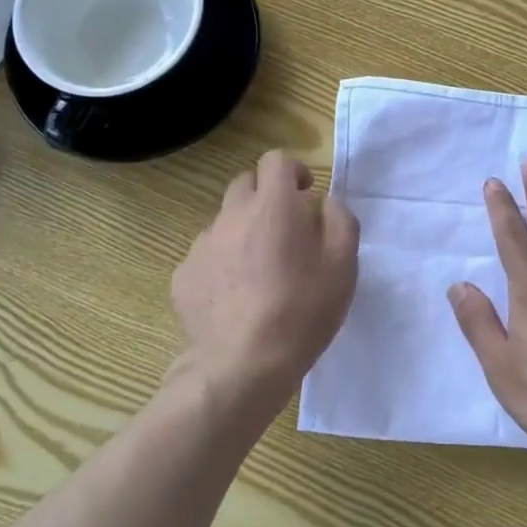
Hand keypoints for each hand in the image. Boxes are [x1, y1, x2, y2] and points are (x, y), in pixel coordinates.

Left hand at [170, 151, 359, 414]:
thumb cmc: (302, 311)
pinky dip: (222, 263)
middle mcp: (232, 215)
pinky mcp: (184, 276)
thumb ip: (340, 220)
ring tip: (260, 269)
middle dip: (266, 195)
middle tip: (285, 228)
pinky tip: (235, 296)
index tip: (305, 194)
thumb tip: (324, 203)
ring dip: (243, 230)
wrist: (242, 366)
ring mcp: (202, 245)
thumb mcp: (343, 265)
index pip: (275, 160)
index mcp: (273, 206)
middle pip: (244, 183)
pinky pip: (206, 256)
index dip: (293, 170)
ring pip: (224, 221)